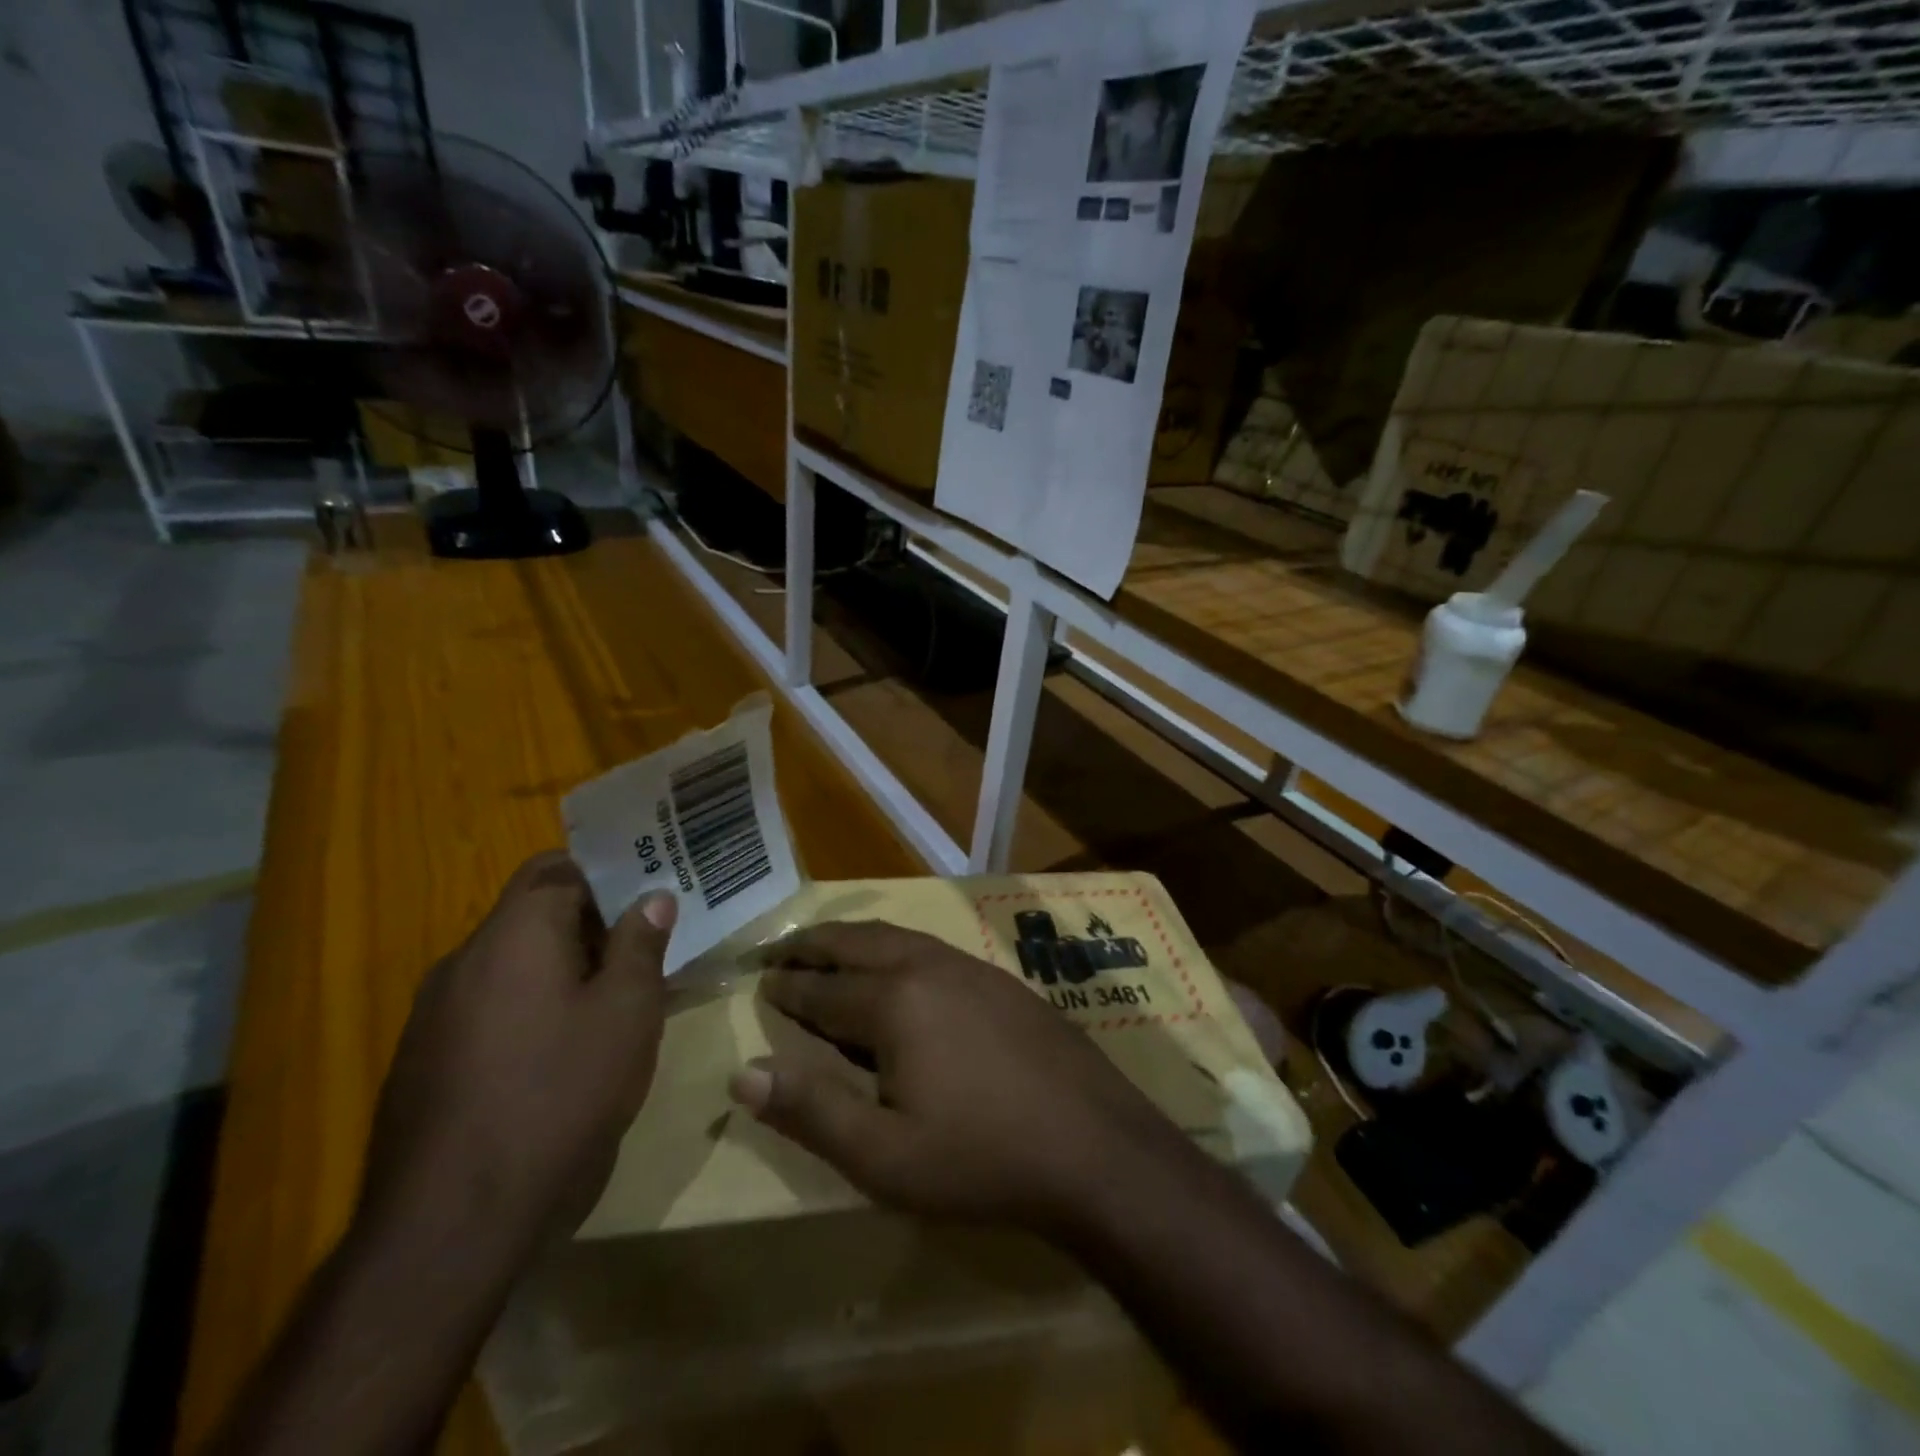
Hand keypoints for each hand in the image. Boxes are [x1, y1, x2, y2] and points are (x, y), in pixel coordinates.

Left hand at [356, 852, 676, 1264]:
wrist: (453, 1224)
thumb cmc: (560, 1096)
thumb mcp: (627, 1013)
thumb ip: (640, 944)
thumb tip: (652, 897)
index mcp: (514, 935)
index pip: (558, 867)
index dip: (608, 872)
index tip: (650, 891)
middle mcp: (464, 960)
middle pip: (532, 913)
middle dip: (591, 922)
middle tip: (646, 946)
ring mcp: (433, 1014)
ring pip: (511, 964)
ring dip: (562, 967)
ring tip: (614, 1000)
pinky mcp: (423, 1062)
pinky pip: (487, 1007)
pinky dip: (529, 1007)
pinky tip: (561, 1054)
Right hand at [728, 920, 1182, 1236]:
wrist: (1095, 1146)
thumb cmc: (981, 1158)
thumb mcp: (883, 1157)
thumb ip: (811, 1111)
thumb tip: (742, 1075)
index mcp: (895, 1001)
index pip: (823, 988)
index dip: (787, 986)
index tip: (759, 980)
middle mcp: (930, 966)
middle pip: (858, 943)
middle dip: (814, 944)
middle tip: (780, 949)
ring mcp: (972, 967)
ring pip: (898, 937)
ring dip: (856, 941)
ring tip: (831, 949)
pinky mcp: (1002, 980)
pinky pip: (932, 948)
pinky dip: (896, 948)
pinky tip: (901, 968)